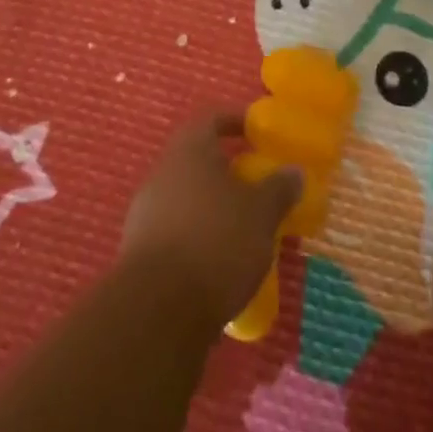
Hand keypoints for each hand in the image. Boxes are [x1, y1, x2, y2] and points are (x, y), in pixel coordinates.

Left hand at [120, 112, 302, 330]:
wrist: (157, 312)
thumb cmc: (216, 242)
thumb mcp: (262, 213)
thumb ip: (279, 188)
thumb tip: (293, 171)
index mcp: (189, 151)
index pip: (211, 119)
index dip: (235, 122)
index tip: (257, 133)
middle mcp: (162, 174)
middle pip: (197, 161)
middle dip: (228, 172)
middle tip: (259, 187)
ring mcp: (145, 214)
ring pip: (187, 199)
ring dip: (213, 208)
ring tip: (246, 230)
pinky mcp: (139, 254)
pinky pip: (176, 233)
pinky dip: (199, 239)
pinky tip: (221, 263)